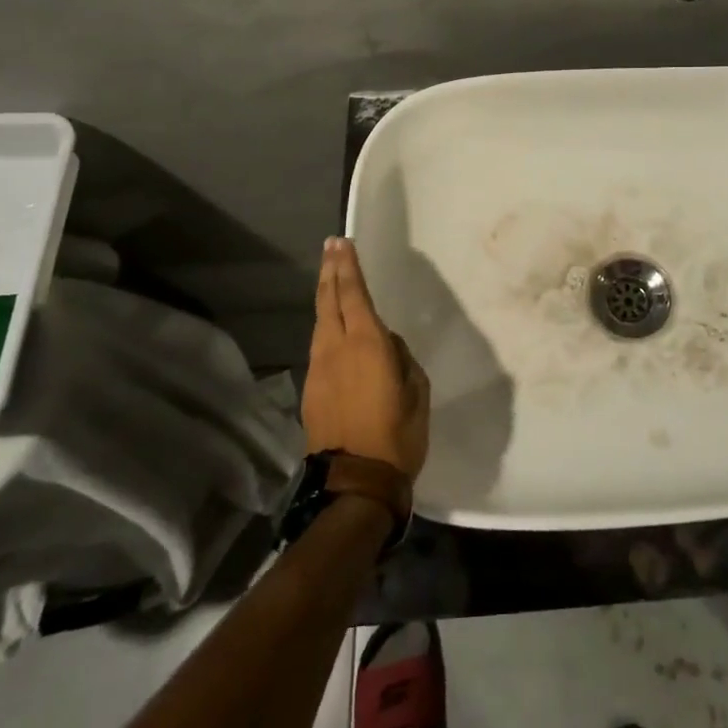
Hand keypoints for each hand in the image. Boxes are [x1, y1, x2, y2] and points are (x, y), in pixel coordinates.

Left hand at [303, 237, 430, 477]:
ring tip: (330, 278)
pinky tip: (333, 325)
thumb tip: (386, 345)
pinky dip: (326, 325)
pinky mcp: (311, 389)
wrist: (355, 484)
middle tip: (331, 246)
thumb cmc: (397, 435)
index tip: (343, 243)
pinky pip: (320, 345)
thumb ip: (401, 358)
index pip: (354, 294)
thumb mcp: (416, 391)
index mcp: (367, 344)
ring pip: (320, 322)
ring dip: (325, 296)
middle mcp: (337, 348)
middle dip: (330, 271)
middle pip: (329, 300)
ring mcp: (319, 369)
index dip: (348, 267)